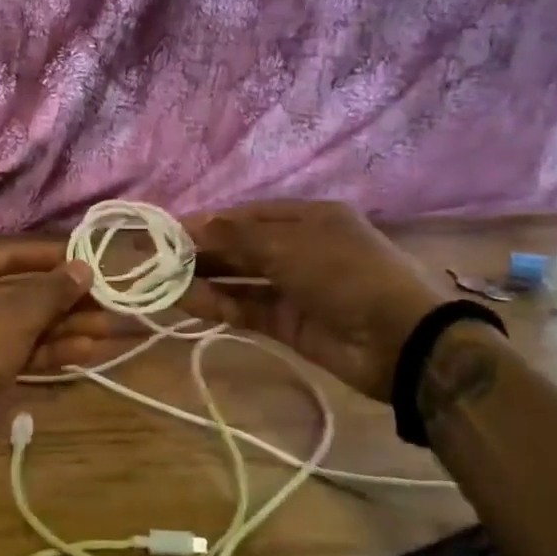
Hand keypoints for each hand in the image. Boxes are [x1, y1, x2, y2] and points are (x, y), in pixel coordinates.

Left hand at [0, 246, 92, 419]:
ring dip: (63, 328)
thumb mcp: (15, 315)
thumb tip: (85, 267)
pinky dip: (48, 352)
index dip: (47, 258)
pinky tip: (84, 353)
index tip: (84, 262)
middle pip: (20, 294)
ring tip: (105, 330)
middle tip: (104, 304)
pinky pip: (19, 354)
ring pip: (24, 327)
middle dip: (63, 302)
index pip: (8, 255)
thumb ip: (52, 291)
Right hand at [33, 201, 447, 400]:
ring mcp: (293, 287)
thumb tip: (191, 227)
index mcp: (306, 218)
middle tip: (154, 256)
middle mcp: (298, 248)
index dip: (206, 221)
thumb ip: (237, 239)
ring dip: (203, 278)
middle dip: (199, 250)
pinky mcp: (288, 323)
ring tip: (161, 280)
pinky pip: (245, 308)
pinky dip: (217, 304)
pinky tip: (185, 300)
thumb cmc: (347, 274)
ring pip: (239, 278)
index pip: (245, 215)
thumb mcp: (291, 246)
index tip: (166, 230)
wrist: (402, 340)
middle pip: (239, 246)